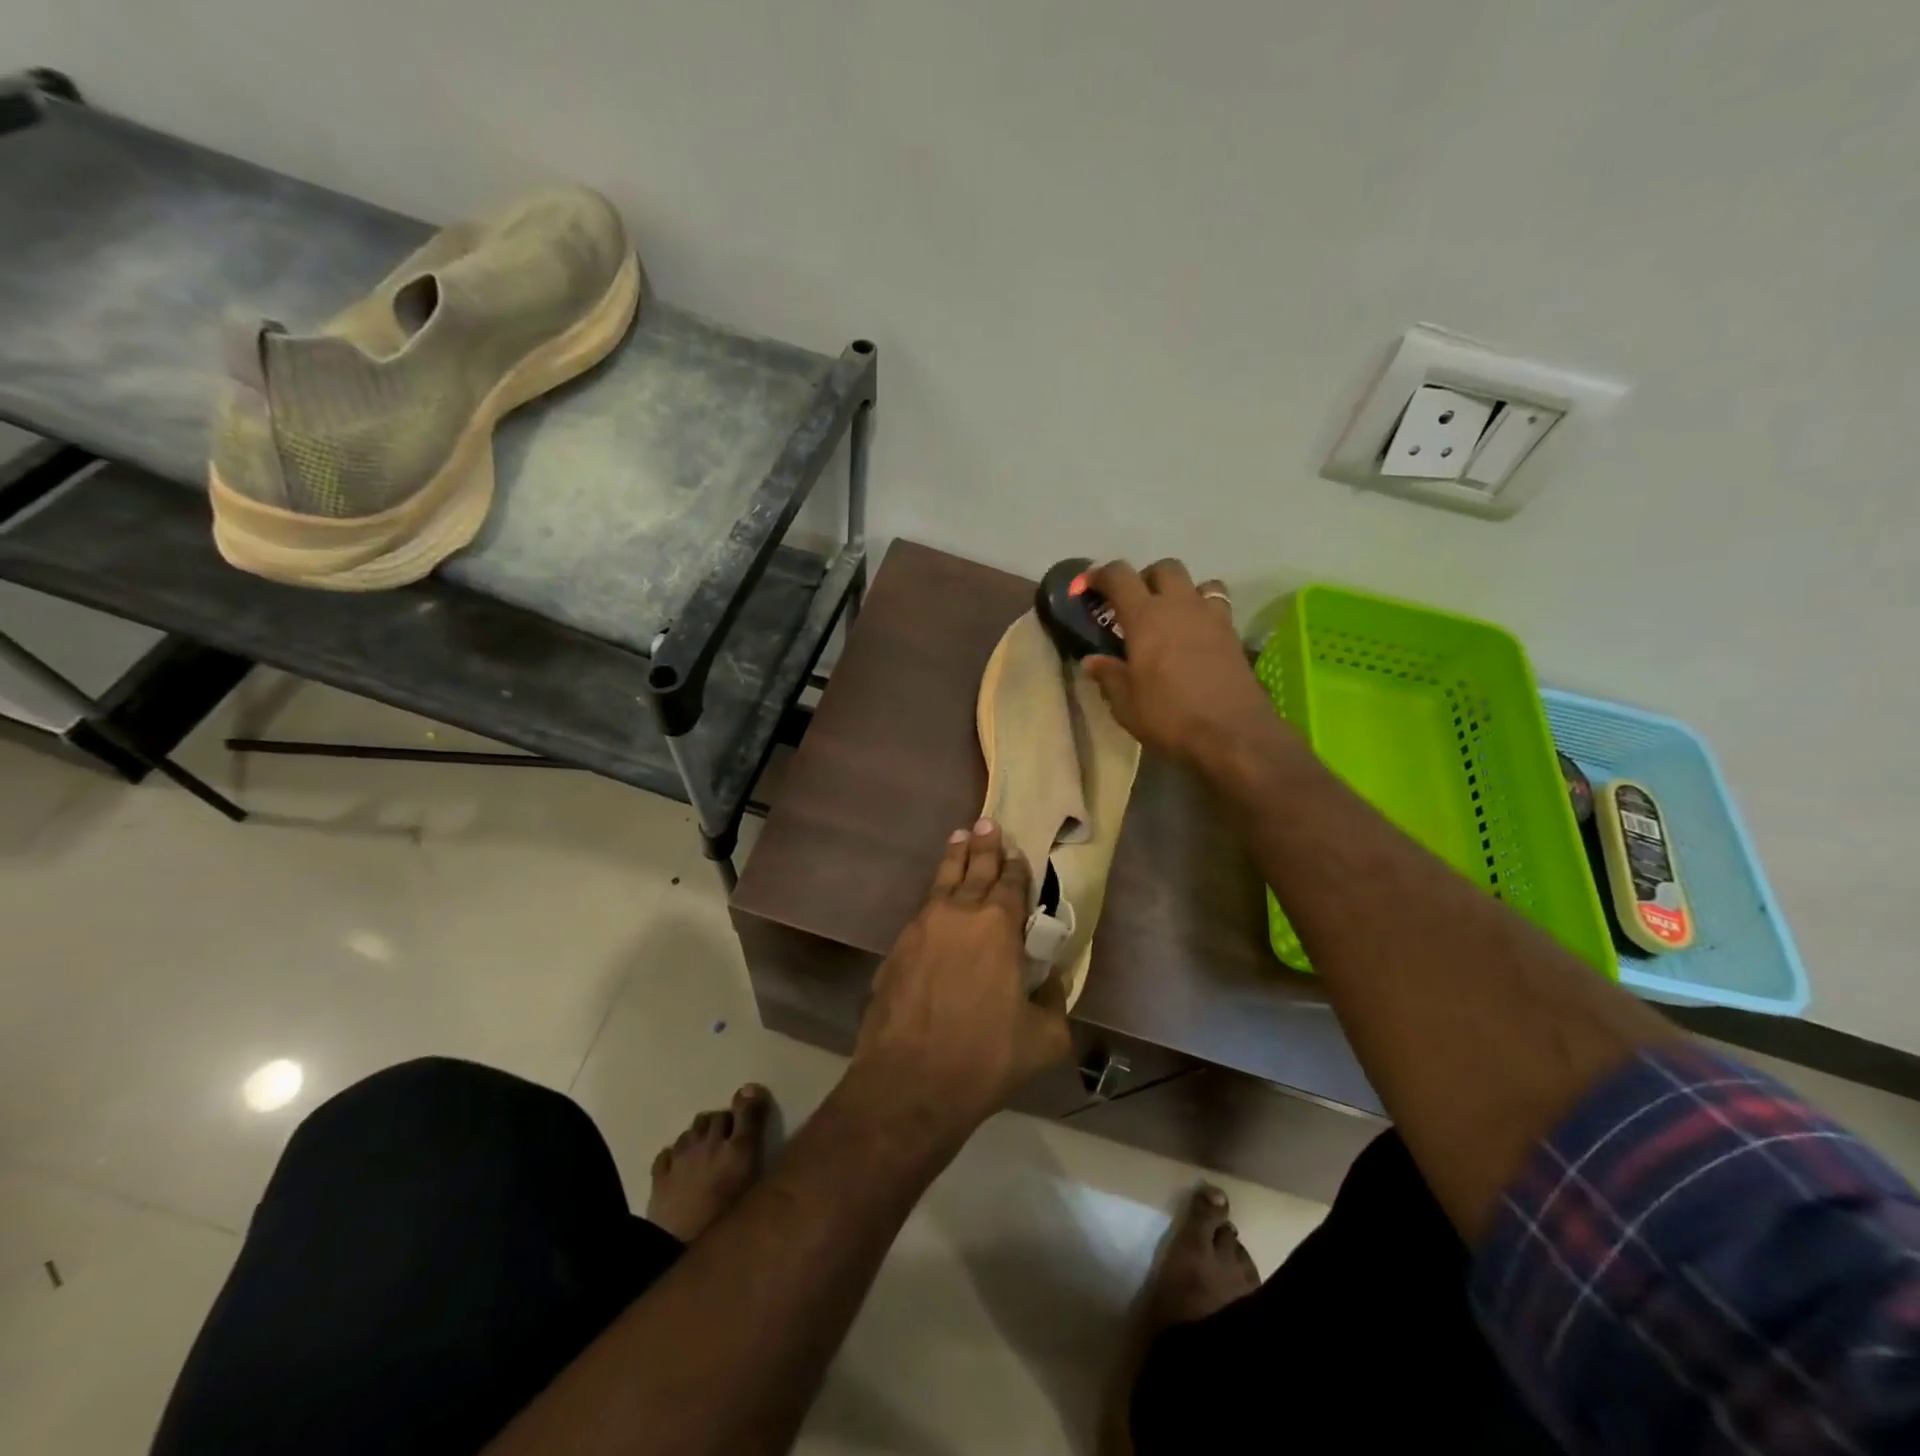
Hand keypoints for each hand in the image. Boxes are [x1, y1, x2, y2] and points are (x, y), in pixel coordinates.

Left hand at [851, 820, 1071, 1143]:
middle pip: (975, 870)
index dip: (1017, 866)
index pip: (1012, 884)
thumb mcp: (1044, 1038)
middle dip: (984, 846)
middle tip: (987, 822)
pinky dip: (934, 895)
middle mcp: (960, 915)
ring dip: (955, 858)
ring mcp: (923, 927)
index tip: (1018, 849)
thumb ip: (1055, 1002)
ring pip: (943, 881)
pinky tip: (936, 897)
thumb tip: (1052, 981)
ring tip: (960, 837)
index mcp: (998, 927)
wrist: (909, 1081)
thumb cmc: (985, 1057)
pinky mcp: (897, 947)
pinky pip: (923, 909)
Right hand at [1083, 558, 1280, 769]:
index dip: (1100, 574)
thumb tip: (1093, 661)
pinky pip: (1217, 607)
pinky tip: (1195, 639)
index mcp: (1145, 617)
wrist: (1233, 735)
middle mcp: (1180, 606)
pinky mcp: (1234, 635)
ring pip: (1198, 582)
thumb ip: (1109, 676)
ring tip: (1171, 618)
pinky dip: (1203, 613)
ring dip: (1181, 592)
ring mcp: (1212, 617)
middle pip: (1164, 568)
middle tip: (1134, 605)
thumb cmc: (1169, 717)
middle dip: (1145, 578)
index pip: (1119, 576)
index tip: (1088, 586)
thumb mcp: (1126, 703)